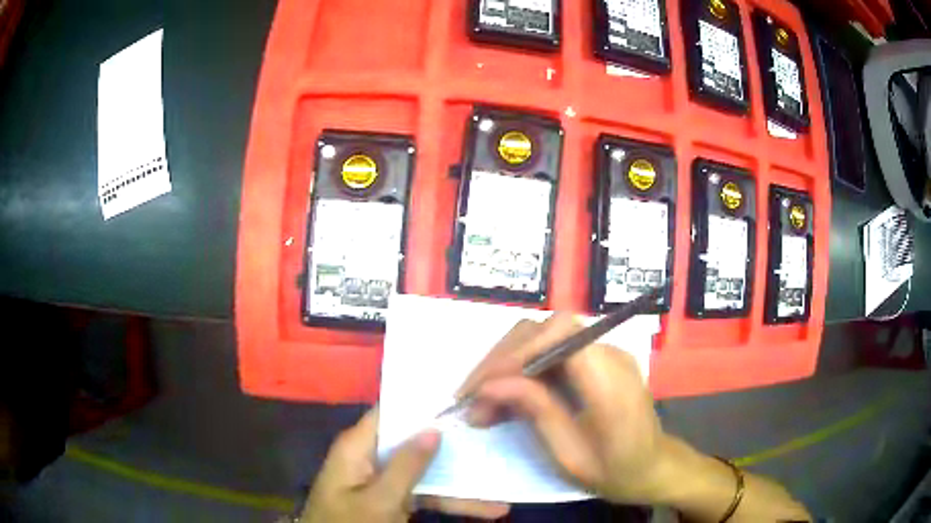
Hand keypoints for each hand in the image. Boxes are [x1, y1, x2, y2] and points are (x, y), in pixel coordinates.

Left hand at [300, 408, 508, 522]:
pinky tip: (486, 507)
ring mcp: (383, 479)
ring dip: (460, 479)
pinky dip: (450, 500)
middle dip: (452, 443)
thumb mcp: (379, 499)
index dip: (423, 401)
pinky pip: (425, 492)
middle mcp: (371, 456)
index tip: (461, 392)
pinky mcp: (392, 498)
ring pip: (426, 471)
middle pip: (415, 441)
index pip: (391, 411)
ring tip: (502, 482)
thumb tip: (433, 428)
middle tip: (493, 432)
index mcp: (358, 446)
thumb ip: (406, 465)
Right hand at [458, 313, 678, 504]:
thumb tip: (489, 385)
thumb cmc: (616, 470)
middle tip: (470, 400)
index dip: (517, 352)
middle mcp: (609, 353)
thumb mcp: (572, 456)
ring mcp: (602, 353)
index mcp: (612, 378)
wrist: (652, 467)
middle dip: (502, 360)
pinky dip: (520, 371)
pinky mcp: (594, 360)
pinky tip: (502, 398)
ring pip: (542, 338)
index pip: (561, 334)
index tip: (482, 387)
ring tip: (480, 403)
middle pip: (546, 330)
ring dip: (506, 365)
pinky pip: (550, 353)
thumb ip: (537, 413)